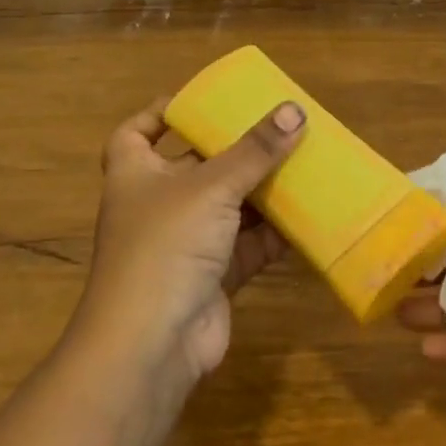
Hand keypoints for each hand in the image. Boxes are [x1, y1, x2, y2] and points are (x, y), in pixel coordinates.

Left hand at [74, 97, 306, 386]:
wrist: (152, 343)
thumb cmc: (167, 245)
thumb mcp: (211, 186)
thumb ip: (255, 150)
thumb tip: (295, 111)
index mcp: (136, 173)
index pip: (137, 132)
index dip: (161, 114)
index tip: (199, 102)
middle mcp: (157, 205)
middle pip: (196, 166)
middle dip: (234, 150)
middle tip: (275, 128)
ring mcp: (185, 243)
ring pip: (228, 207)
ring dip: (262, 191)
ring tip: (302, 163)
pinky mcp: (213, 276)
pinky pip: (248, 245)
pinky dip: (274, 233)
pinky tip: (308, 216)